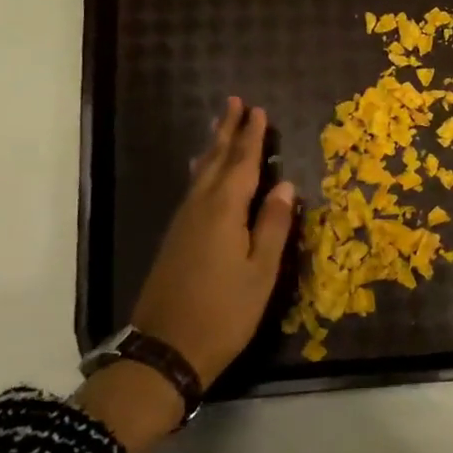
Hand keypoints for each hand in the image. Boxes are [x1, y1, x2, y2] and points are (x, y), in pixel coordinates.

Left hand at [129, 97, 296, 386]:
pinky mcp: (175, 238)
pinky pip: (193, 190)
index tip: (258, 110)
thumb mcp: (261, 271)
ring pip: (201, 174)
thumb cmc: (225, 312)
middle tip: (235, 102)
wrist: (166, 349)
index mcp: (224, 211)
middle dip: (227, 131)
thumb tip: (286, 186)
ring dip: (214, 147)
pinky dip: (204, 171)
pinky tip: (204, 172)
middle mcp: (200, 208)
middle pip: (216, 161)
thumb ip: (274, 225)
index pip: (242, 163)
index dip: (251, 136)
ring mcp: (183, 223)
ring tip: (221, 126)